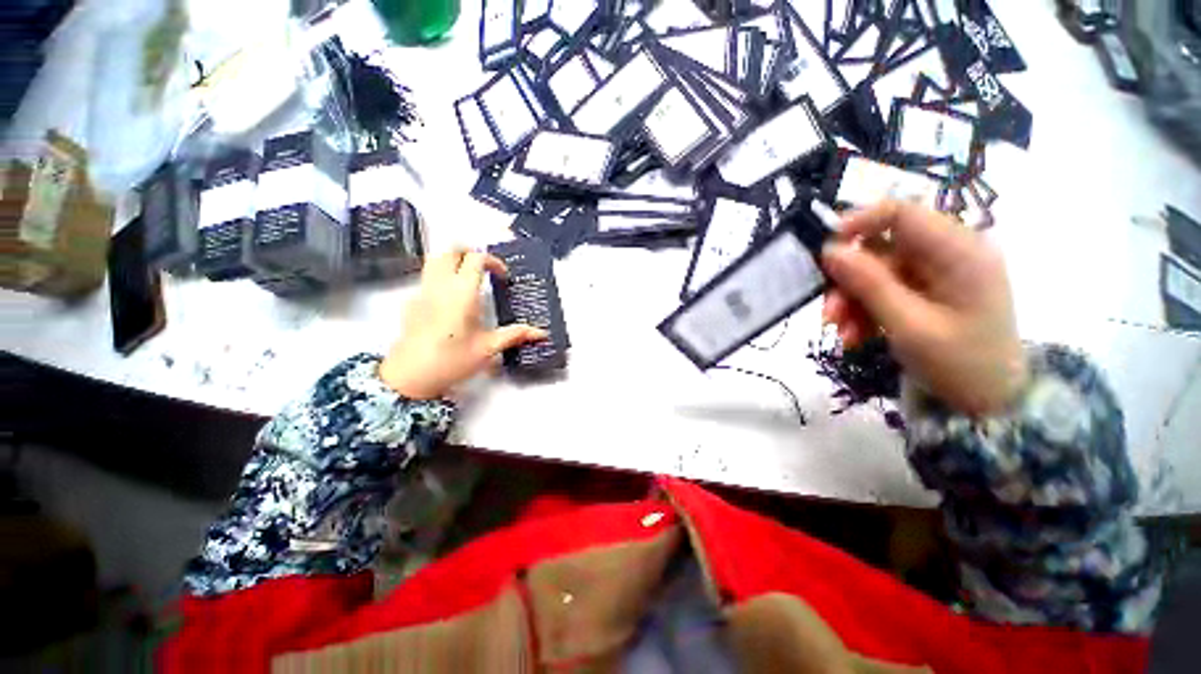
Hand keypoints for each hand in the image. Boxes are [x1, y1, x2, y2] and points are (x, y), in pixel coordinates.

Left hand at [380, 250, 547, 398]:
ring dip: (454, 261)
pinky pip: (428, 277)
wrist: (409, 377)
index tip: (502, 276)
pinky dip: (443, 277)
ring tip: (470, 279)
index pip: (476, 259)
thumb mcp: (488, 348)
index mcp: (462, 293)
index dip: (493, 261)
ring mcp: (423, 292)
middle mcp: (440, 286)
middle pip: (451, 250)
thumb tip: (541, 334)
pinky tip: (452, 300)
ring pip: (435, 260)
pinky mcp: (412, 302)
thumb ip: (515, 335)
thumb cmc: (452, 361)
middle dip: (470, 252)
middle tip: (485, 268)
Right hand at [820, 201, 1026, 414]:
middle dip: (848, 281)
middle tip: (829, 315)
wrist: (988, 402)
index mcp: (959, 252)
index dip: (859, 223)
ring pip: (875, 273)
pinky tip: (855, 336)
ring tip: (842, 333)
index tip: (825, 250)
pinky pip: (882, 291)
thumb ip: (869, 284)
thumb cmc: (960, 364)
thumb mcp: (909, 325)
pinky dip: (863, 311)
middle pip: (881, 250)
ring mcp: (935, 274)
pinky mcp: (925, 292)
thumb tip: (829, 251)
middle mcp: (947, 254)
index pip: (903, 213)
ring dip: (851, 301)